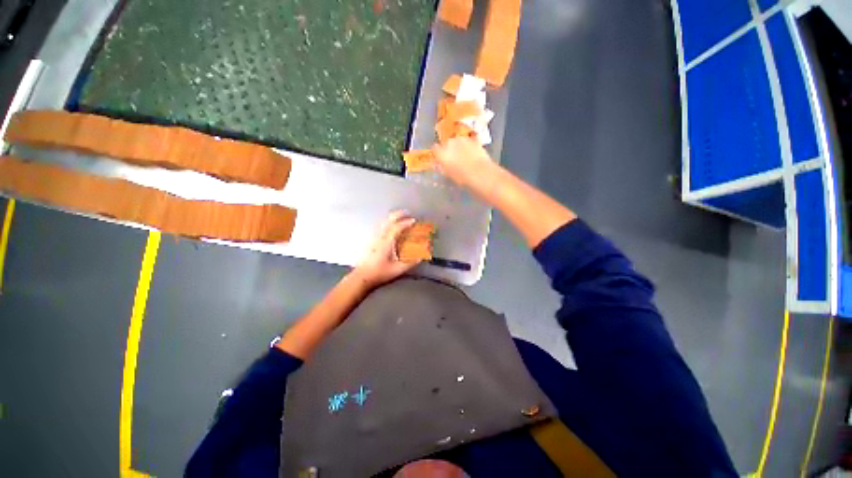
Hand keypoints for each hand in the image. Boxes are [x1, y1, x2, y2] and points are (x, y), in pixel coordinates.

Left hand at [353, 210, 419, 287]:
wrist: (361, 277)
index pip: (397, 228)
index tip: (414, 221)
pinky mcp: (370, 242)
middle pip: (388, 221)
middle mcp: (379, 238)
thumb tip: (421, 258)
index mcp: (387, 243)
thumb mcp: (397, 270)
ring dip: (392, 218)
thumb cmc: (379, 273)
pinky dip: (387, 223)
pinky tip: (389, 226)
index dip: (406, 223)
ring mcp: (374, 239)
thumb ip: (410, 263)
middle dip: (398, 215)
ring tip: (399, 217)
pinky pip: (380, 227)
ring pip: (383, 223)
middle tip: (407, 212)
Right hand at [431, 136, 494, 187]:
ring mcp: (462, 139)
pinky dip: (469, 146)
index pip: (435, 149)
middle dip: (450, 149)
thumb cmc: (462, 178)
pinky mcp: (473, 139)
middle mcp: (450, 143)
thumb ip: (444, 167)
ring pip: (458, 141)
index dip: (438, 153)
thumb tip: (441, 165)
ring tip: (465, 156)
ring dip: (459, 147)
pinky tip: (473, 154)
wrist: (481, 173)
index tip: (440, 158)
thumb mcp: (449, 175)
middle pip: (447, 143)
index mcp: (441, 153)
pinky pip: (468, 142)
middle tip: (454, 159)